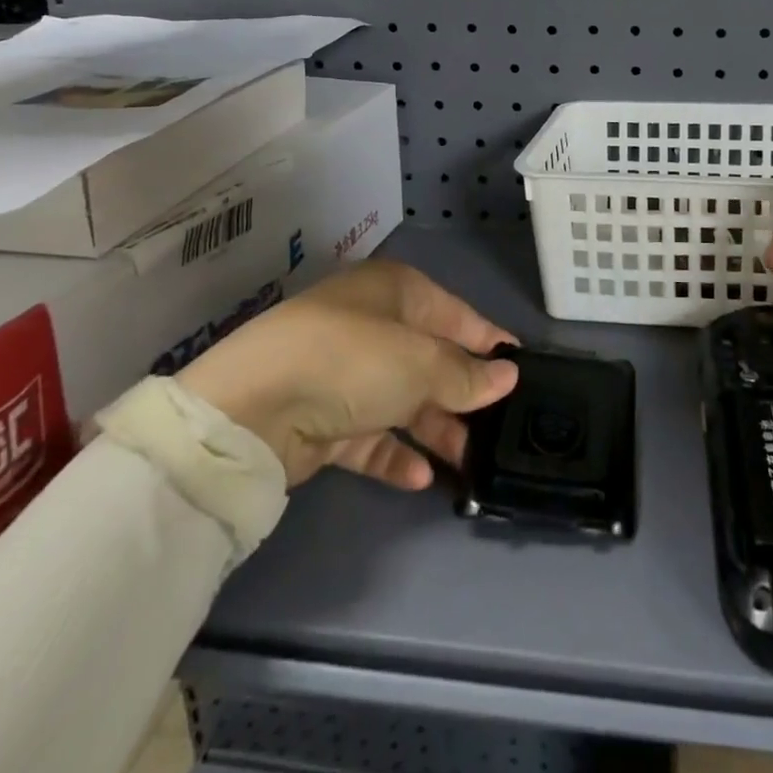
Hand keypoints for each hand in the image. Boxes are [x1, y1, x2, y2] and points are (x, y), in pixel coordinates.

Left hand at [174, 260, 519, 490]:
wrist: (251, 409)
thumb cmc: (352, 360)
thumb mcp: (421, 363)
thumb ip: (466, 376)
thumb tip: (508, 375)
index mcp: (397, 292)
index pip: (456, 315)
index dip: (488, 342)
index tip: (522, 370)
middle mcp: (372, 325)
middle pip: (430, 361)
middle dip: (463, 396)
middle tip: (498, 430)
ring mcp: (344, 373)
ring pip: (403, 401)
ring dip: (434, 430)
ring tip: (468, 463)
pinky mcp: (322, 418)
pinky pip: (370, 435)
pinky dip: (395, 454)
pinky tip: (422, 479)